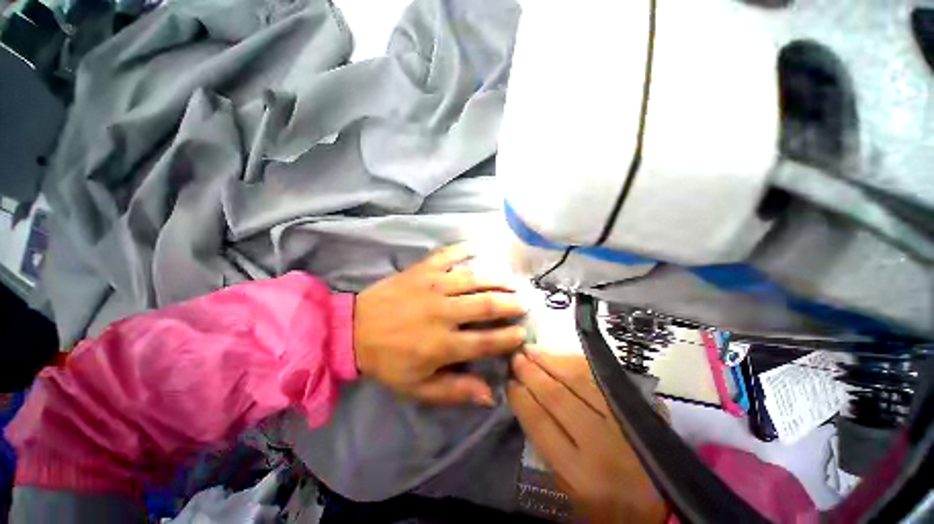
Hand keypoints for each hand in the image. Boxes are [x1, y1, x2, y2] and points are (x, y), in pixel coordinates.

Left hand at [354, 244, 525, 406]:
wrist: (353, 329)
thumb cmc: (387, 360)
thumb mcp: (418, 388)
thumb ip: (455, 390)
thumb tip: (490, 395)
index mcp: (442, 344)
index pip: (486, 341)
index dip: (508, 337)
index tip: (522, 332)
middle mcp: (443, 312)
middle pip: (486, 306)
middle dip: (510, 304)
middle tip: (524, 302)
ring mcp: (433, 286)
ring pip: (474, 279)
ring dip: (496, 279)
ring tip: (512, 281)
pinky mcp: (421, 270)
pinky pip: (447, 255)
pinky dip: (462, 249)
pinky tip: (476, 248)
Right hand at [508, 350, 667, 523]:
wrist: (668, 504)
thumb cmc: (609, 504)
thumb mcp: (571, 490)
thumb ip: (548, 449)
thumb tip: (527, 405)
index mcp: (580, 473)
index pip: (540, 425)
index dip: (521, 399)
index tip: (508, 383)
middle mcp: (599, 443)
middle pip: (556, 397)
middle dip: (531, 373)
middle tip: (515, 357)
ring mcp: (620, 420)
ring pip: (578, 380)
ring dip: (549, 361)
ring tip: (530, 350)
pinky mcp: (636, 407)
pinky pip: (599, 376)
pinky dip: (575, 362)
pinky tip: (559, 355)